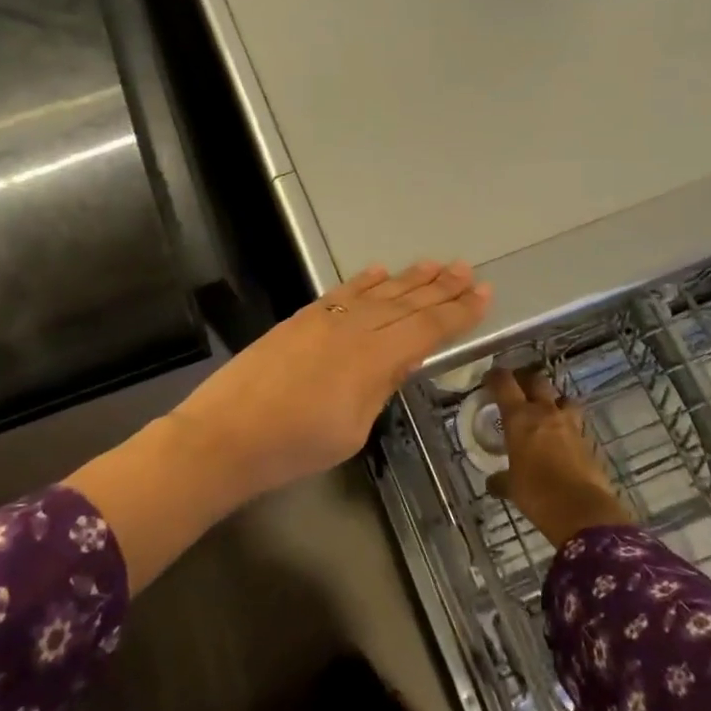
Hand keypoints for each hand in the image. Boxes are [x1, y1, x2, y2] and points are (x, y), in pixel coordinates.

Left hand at [173, 261, 490, 493]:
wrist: (226, 434)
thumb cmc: (295, 447)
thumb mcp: (353, 429)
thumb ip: (380, 386)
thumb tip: (402, 359)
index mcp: (374, 359)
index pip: (427, 329)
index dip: (458, 312)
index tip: (483, 294)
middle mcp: (354, 329)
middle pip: (406, 304)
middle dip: (440, 288)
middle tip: (467, 270)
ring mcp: (324, 320)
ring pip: (376, 293)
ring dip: (408, 278)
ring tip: (435, 264)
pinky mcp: (300, 320)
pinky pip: (340, 293)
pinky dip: (362, 281)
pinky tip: (379, 271)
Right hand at [486, 367, 632, 548]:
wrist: (582, 510)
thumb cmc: (537, 493)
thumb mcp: (511, 487)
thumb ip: (501, 480)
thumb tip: (492, 483)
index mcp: (520, 417)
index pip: (504, 383)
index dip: (495, 376)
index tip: (489, 379)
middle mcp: (545, 412)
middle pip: (536, 380)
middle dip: (525, 380)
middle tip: (516, 389)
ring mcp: (570, 424)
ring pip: (561, 396)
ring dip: (552, 398)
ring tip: (544, 409)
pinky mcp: (587, 439)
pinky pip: (575, 421)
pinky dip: (566, 422)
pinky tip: (560, 436)